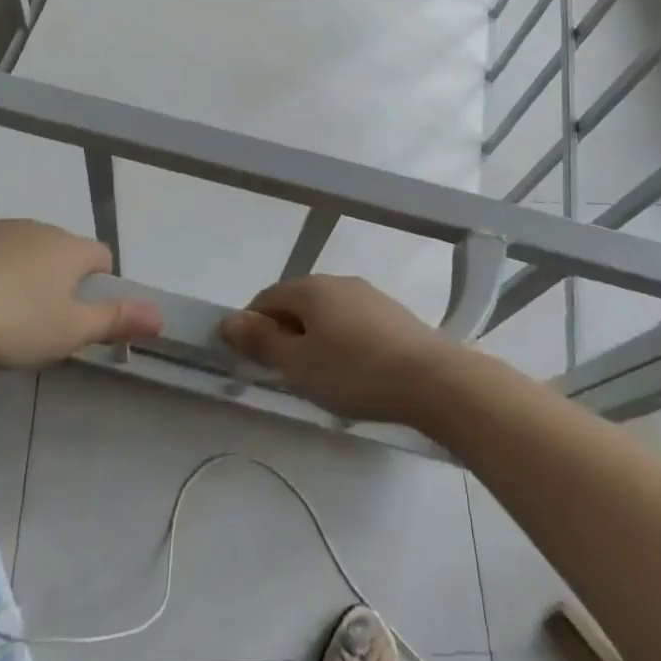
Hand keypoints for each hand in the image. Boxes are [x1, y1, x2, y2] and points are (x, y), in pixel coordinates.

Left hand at [0, 203, 160, 367]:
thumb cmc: (13, 325)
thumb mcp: (69, 332)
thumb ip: (116, 320)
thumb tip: (162, 315)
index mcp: (70, 250)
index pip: (100, 255)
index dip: (98, 279)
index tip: (83, 308)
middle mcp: (40, 227)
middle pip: (61, 245)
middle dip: (58, 270)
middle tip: (41, 312)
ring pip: (23, 235)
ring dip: (23, 257)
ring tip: (5, 297)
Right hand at [221, 275, 453, 424]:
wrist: (432, 378)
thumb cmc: (354, 371)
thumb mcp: (298, 364)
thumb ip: (261, 341)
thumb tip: (229, 319)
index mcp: (309, 287)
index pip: (266, 298)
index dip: (253, 327)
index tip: (255, 362)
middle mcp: (337, 281)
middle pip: (297, 303)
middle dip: (285, 333)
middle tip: (287, 375)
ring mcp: (368, 295)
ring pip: (327, 313)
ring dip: (315, 338)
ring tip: (321, 378)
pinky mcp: (392, 314)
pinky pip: (353, 323)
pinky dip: (343, 342)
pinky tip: (354, 372)